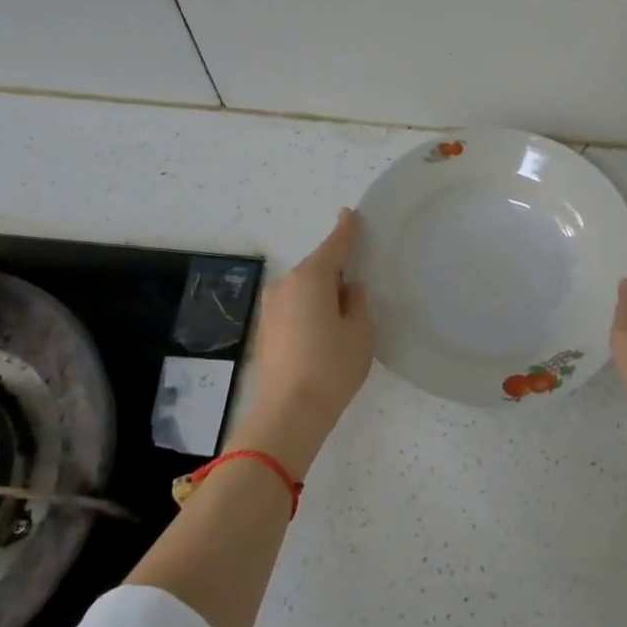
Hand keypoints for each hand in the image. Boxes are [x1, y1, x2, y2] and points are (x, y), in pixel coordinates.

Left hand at [248, 209, 374, 466]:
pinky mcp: (265, 333)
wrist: (288, 413)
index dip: (345, 230)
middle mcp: (285, 286)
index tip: (349, 213)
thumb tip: (347, 291)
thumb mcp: (361, 332)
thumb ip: (357, 304)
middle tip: (358, 281)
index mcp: (311, 278)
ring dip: (322, 294)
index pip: (334, 245)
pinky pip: (294, 309)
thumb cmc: (332, 367)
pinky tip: (324, 331)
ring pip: (303, 291)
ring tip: (344, 313)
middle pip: (316, 269)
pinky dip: (310, 312)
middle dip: (336, 271)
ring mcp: (271, 310)